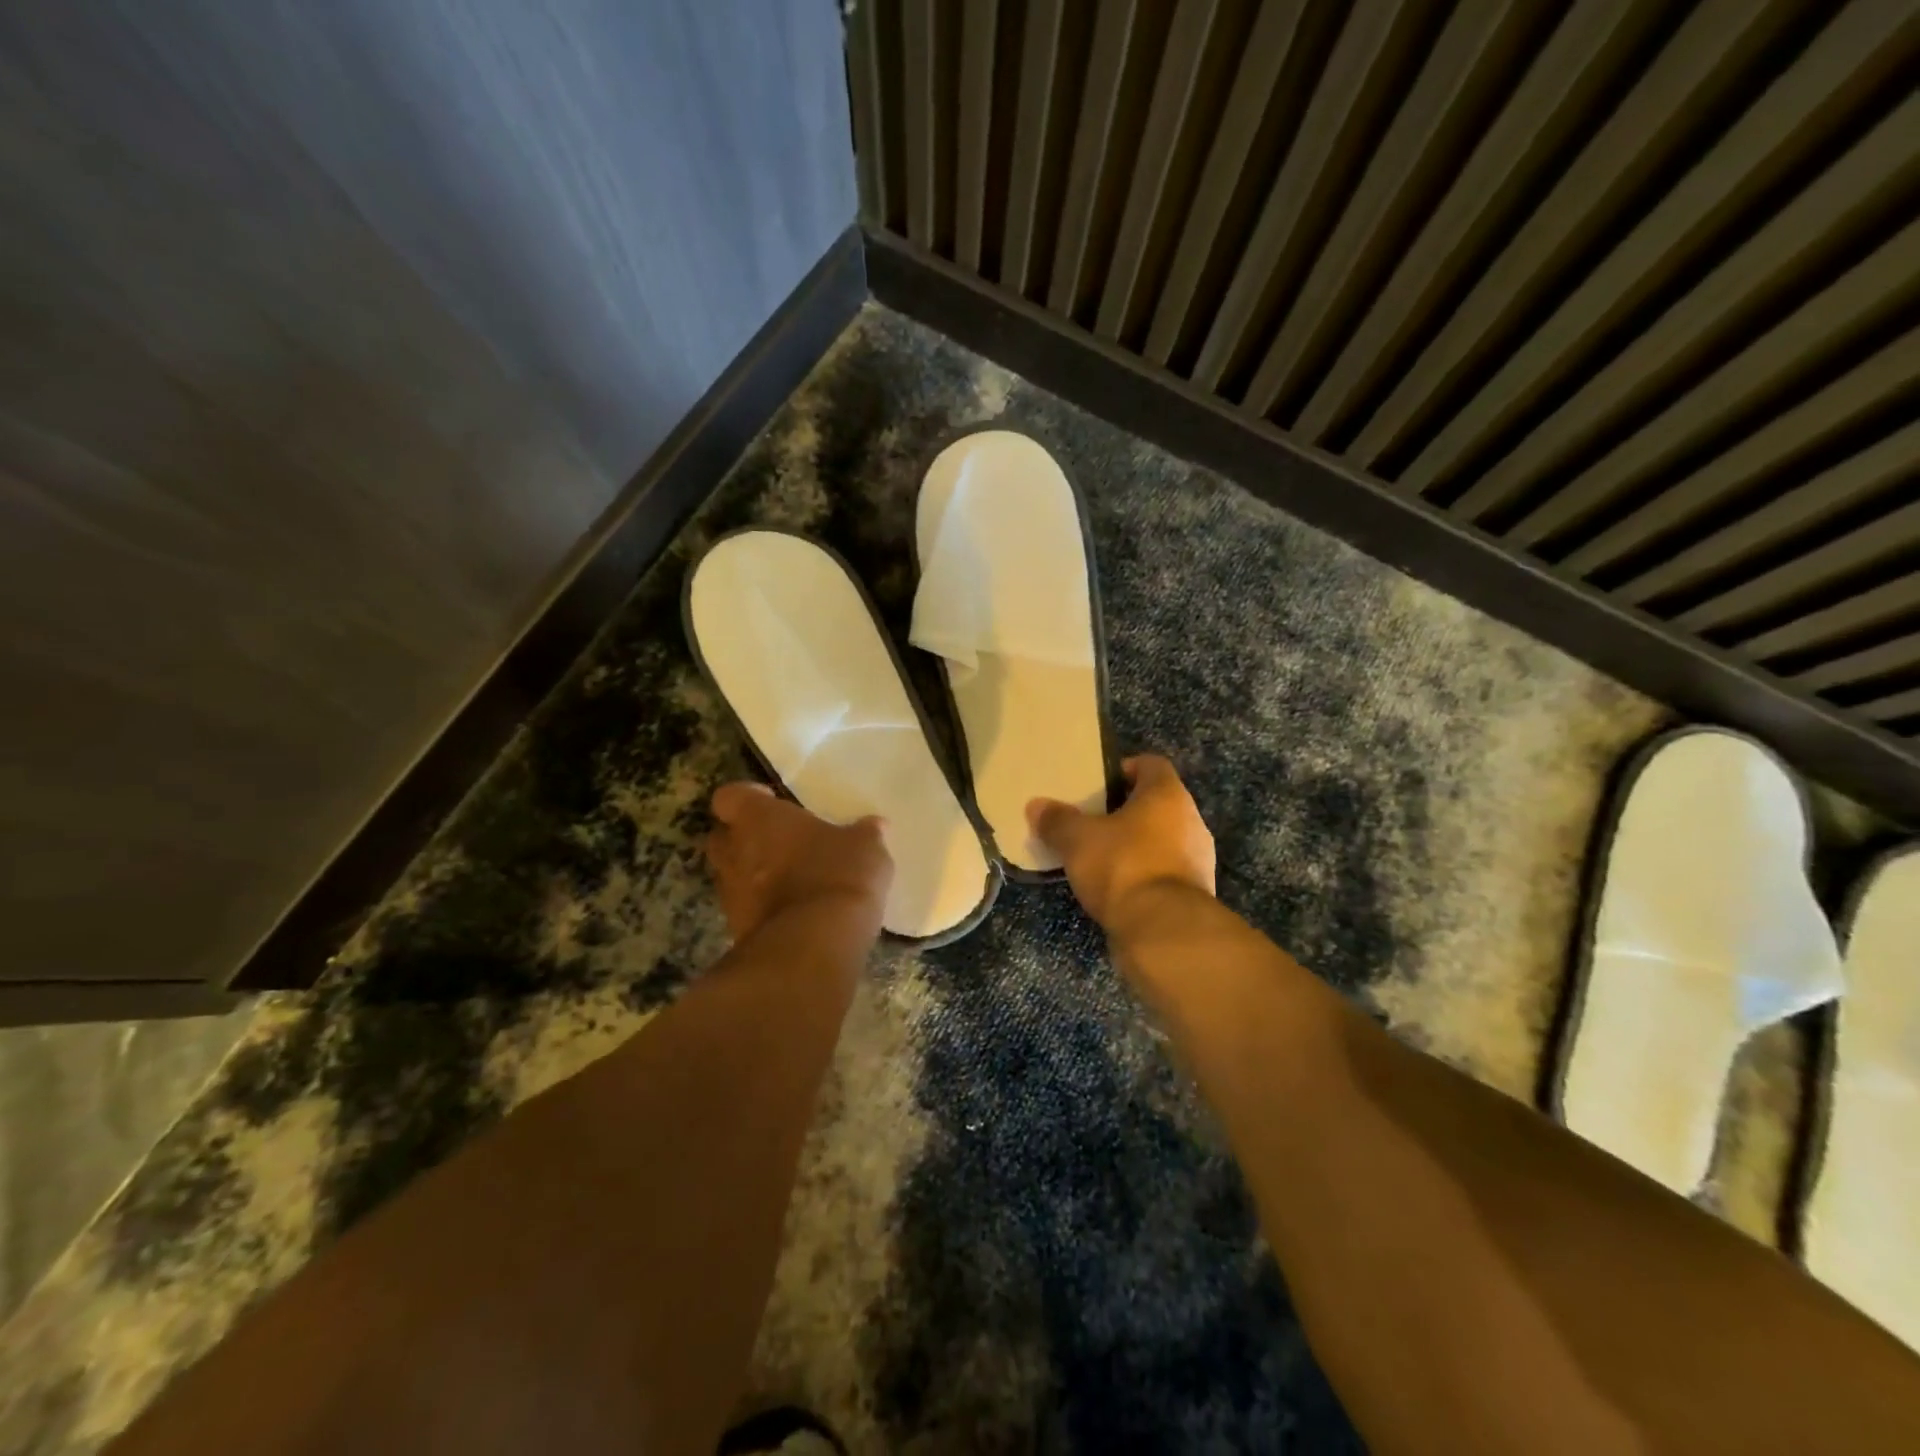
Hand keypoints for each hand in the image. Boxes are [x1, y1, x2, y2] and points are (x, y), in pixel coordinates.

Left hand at [705, 783, 893, 940]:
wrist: (814, 945)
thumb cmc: (838, 875)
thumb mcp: (866, 848)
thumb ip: (865, 834)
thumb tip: (875, 825)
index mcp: (759, 818)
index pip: (730, 796)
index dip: (747, 797)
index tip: (772, 803)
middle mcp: (734, 851)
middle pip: (722, 836)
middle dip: (744, 837)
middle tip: (779, 841)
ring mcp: (730, 894)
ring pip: (731, 874)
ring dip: (752, 875)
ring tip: (789, 880)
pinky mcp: (736, 930)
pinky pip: (746, 909)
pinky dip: (762, 908)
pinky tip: (794, 912)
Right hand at [1026, 754, 1214, 930]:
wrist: (1163, 930)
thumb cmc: (1122, 866)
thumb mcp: (1077, 840)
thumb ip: (1057, 821)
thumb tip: (1036, 806)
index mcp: (1167, 795)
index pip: (1151, 764)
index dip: (1124, 769)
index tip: (1099, 784)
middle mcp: (1191, 820)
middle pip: (1157, 803)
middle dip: (1126, 810)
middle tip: (1093, 821)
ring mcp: (1198, 858)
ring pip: (1163, 838)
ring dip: (1137, 844)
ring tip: (1101, 856)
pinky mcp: (1195, 893)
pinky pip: (1166, 870)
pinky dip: (1144, 873)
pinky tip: (1118, 887)